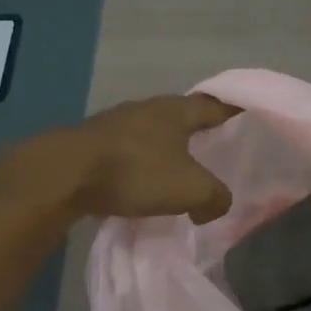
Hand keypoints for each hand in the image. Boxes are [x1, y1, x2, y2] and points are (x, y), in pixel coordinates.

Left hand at [31, 92, 242, 223]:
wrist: (63, 174)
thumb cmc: (135, 171)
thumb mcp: (190, 189)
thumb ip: (215, 197)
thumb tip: (215, 205)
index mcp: (176, 111)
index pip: (215, 105)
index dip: (234, 112)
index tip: (247, 115)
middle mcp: (147, 108)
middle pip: (182, 116)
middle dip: (199, 130)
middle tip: (216, 147)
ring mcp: (116, 122)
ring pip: (152, 131)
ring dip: (166, 148)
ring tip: (178, 168)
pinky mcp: (92, 142)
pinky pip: (128, 149)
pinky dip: (140, 162)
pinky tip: (141, 181)